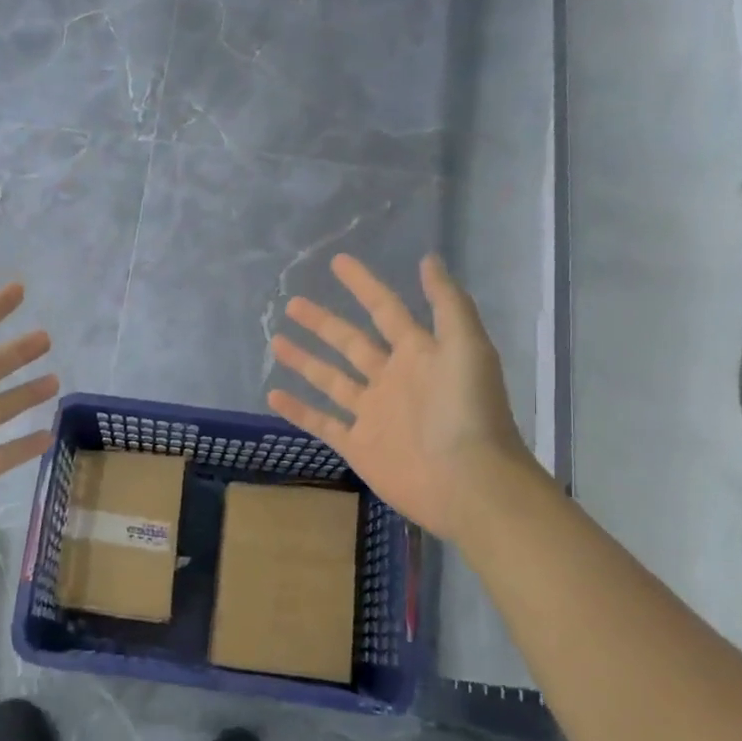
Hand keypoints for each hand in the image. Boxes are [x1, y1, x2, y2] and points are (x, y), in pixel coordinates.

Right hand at [268, 253, 534, 540]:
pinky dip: (299, 410)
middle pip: (351, 343)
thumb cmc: (468, 410)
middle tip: (293, 303)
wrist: (468, 481)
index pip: (385, 309)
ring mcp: (373, 413)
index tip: (337, 263)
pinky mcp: (359, 445)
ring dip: (306, 361)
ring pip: (332, 380)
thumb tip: (428, 259)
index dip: (363, 285)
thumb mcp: (466, 346)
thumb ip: (447, 303)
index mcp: (418, 353)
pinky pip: (323, 423)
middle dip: (323, 322)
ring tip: (277, 341)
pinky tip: (273, 395)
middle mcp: (392, 378)